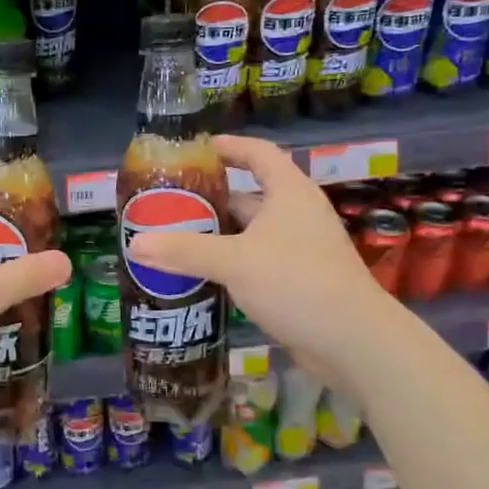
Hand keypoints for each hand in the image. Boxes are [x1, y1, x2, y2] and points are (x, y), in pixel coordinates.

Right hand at [127, 134, 380, 379]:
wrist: (354, 341)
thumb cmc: (297, 283)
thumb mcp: (235, 262)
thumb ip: (184, 251)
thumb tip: (135, 244)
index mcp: (288, 193)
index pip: (258, 153)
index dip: (229, 146)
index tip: (197, 149)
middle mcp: (296, 215)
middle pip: (248, 196)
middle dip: (209, 201)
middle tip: (168, 206)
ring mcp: (299, 249)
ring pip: (249, 234)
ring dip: (216, 237)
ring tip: (173, 242)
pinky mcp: (297, 281)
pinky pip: (255, 262)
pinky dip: (229, 264)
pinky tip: (200, 277)